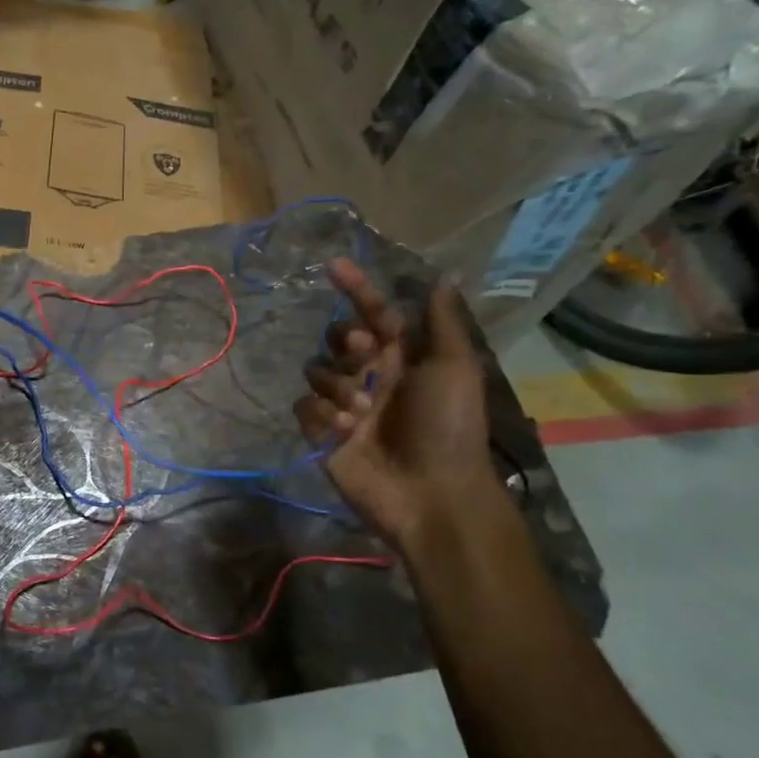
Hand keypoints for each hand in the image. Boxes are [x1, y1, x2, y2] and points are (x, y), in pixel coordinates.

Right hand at [295, 259, 493, 549]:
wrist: (430, 492)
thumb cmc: (448, 427)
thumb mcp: (454, 368)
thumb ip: (441, 323)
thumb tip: (442, 277)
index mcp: (402, 357)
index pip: (373, 312)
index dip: (356, 288)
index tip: (333, 265)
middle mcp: (371, 375)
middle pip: (337, 338)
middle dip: (347, 343)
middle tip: (366, 358)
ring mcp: (344, 403)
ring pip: (317, 371)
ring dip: (338, 386)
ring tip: (360, 413)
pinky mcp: (321, 431)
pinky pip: (304, 406)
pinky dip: (321, 415)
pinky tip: (343, 431)